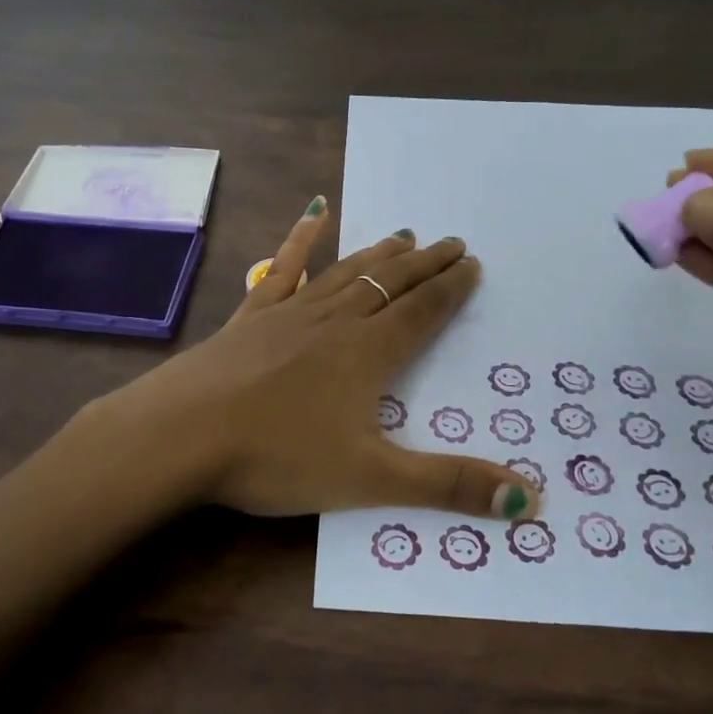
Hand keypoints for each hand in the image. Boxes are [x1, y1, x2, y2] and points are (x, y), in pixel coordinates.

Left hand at [85, 196, 538, 521]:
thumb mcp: (370, 480)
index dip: (451, 289)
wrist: (182, 434)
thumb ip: (448, 485)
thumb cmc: (277, 457)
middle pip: (389, 284)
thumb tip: (530, 500)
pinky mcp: (250, 317)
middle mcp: (334, 322)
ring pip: (345, 273)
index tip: (472, 264)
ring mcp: (288, 313)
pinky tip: (313, 213)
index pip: (421, 312)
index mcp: (367, 354)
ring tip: (403, 235)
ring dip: (378, 254)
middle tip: (452, 242)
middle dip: (425, 265)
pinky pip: (283, 269)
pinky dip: (301, 239)